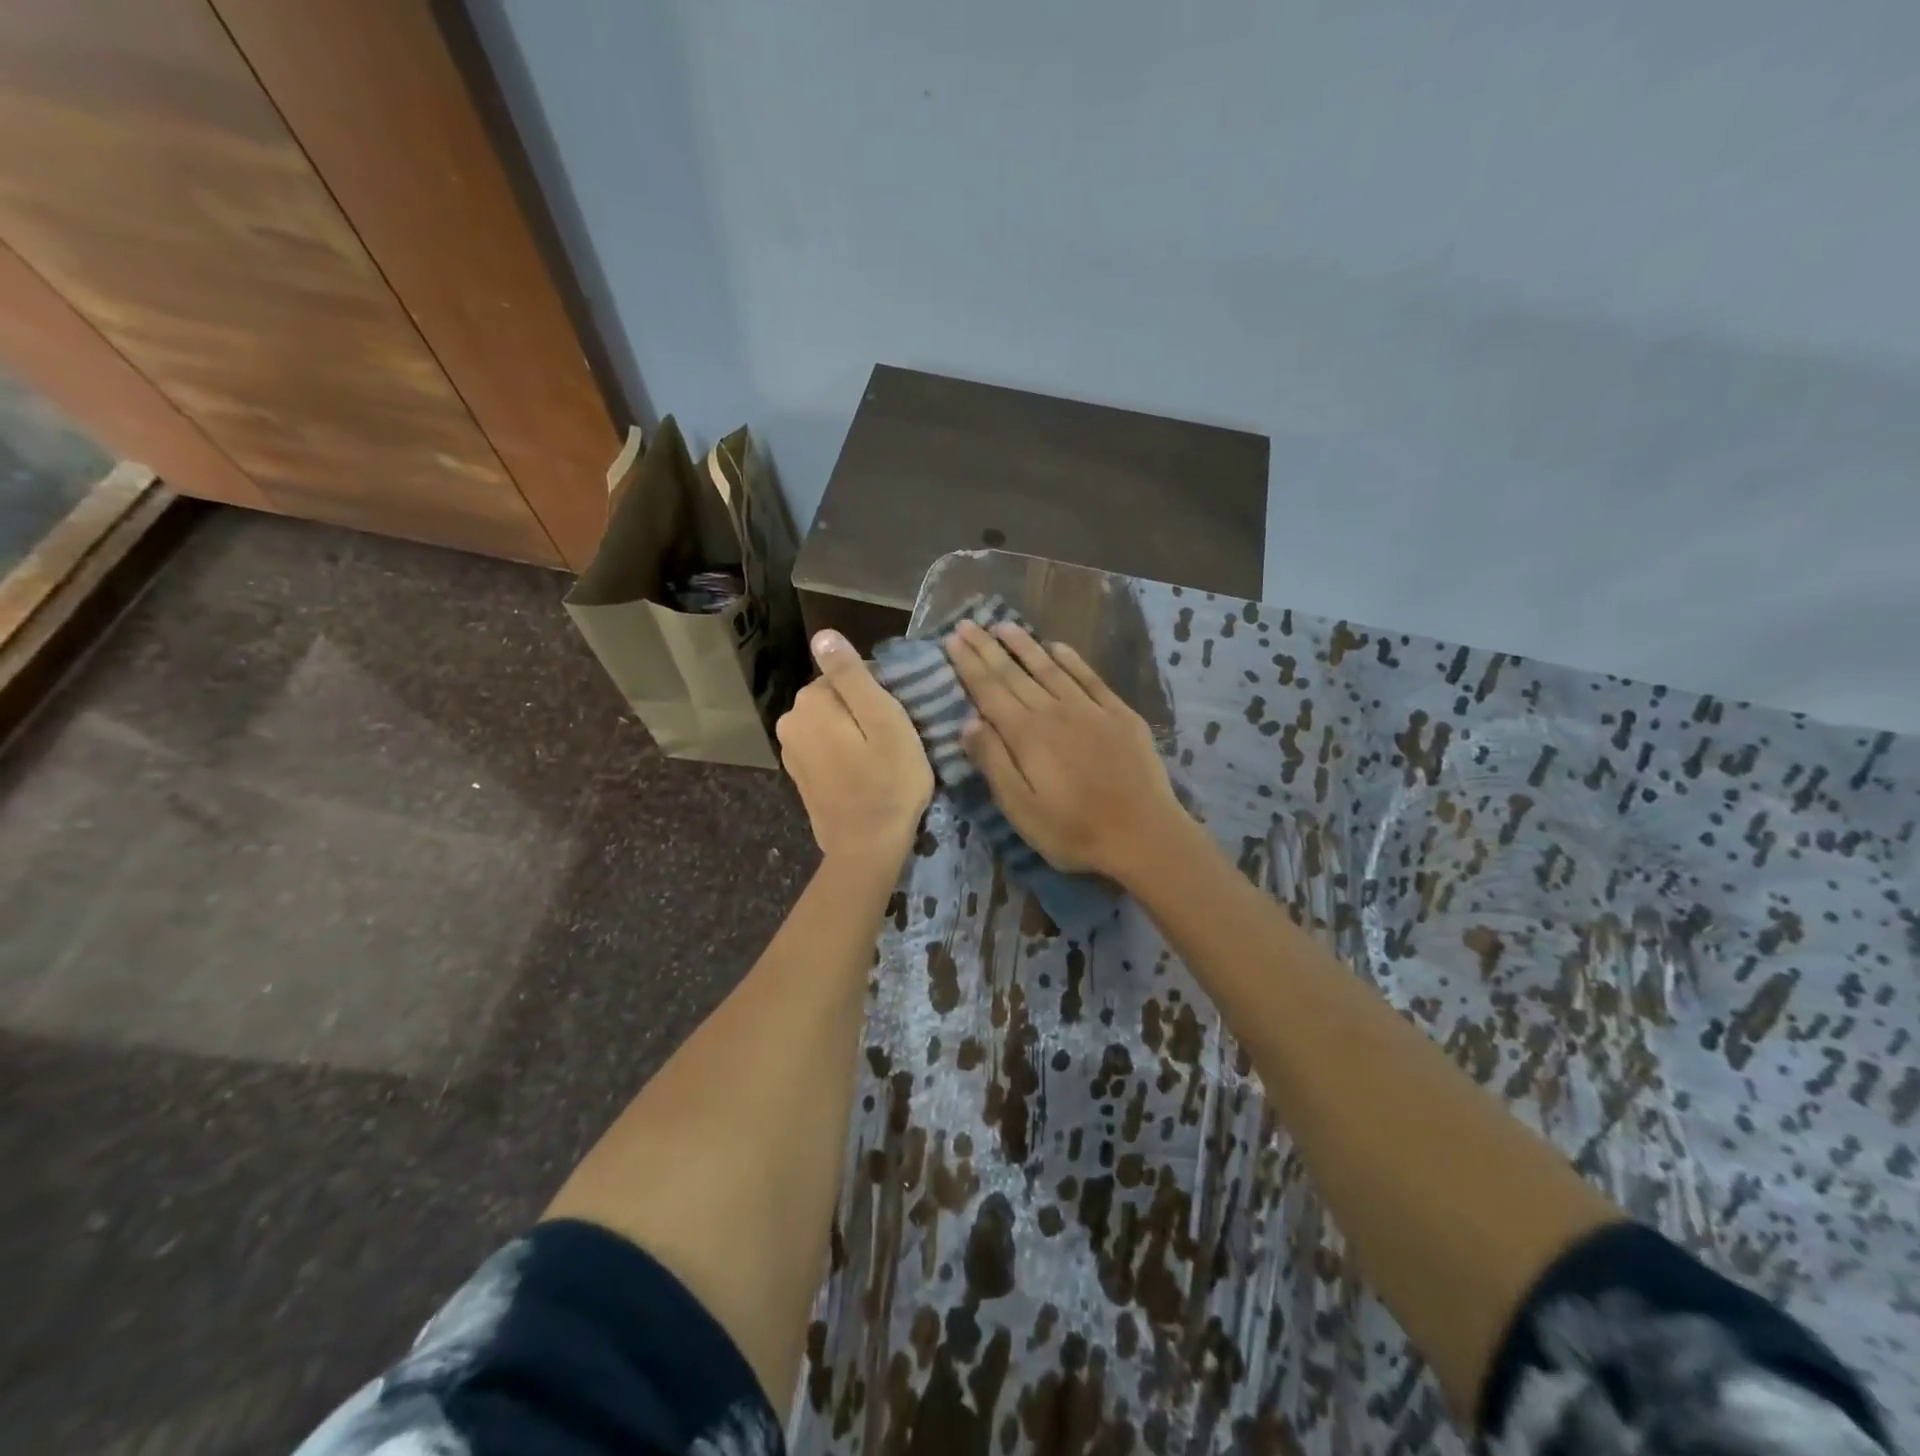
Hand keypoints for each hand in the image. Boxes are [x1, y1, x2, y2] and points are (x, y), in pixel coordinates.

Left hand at [776, 630, 933, 863]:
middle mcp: (790, 720)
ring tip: (882, 758)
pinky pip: (827, 746)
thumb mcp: (883, 720)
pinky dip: (845, 752)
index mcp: (810, 701)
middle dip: (866, 711)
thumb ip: (852, 676)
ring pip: (833, 722)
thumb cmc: (887, 781)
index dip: (883, 694)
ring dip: (857, 733)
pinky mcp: (799, 774)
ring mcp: (791, 750)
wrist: (866, 847)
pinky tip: (864, 773)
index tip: (901, 721)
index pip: (852, 674)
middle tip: (896, 741)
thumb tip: (823, 635)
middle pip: (839, 698)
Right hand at [944, 620, 1184, 881]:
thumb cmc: (1074, 831)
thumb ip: (994, 763)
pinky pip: (1089, 677)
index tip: (952, 638)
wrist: (1144, 835)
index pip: (989, 690)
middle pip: (1014, 673)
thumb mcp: (1021, 809)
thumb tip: (968, 722)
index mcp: (1026, 735)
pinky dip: (1071, 659)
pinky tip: (1058, 647)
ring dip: (1025, 645)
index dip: (969, 663)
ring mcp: (1090, 709)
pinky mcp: (1119, 714)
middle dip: (988, 647)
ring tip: (1003, 625)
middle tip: (967, 623)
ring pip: (1050, 668)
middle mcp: (1054, 711)